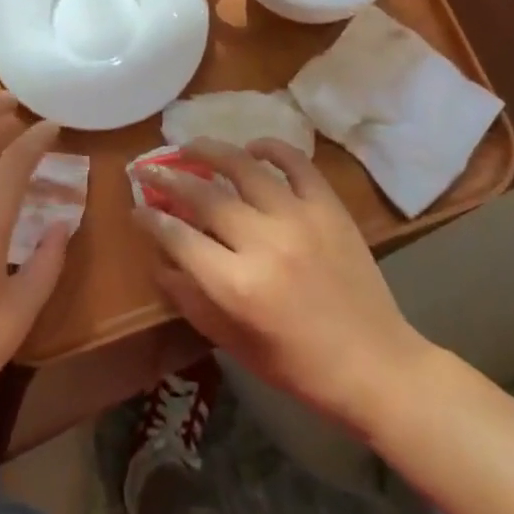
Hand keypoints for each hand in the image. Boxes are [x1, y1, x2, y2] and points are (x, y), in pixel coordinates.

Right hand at [132, 138, 423, 427]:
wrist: (375, 365)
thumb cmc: (298, 366)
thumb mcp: (234, 344)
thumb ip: (192, 300)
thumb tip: (160, 262)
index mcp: (236, 285)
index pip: (178, 237)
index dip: (151, 219)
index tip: (137, 207)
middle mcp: (263, 242)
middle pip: (203, 196)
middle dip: (168, 178)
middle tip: (150, 168)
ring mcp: (299, 218)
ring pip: (243, 167)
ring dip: (210, 151)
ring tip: (190, 146)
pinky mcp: (328, 207)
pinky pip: (295, 163)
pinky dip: (271, 148)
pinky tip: (252, 148)